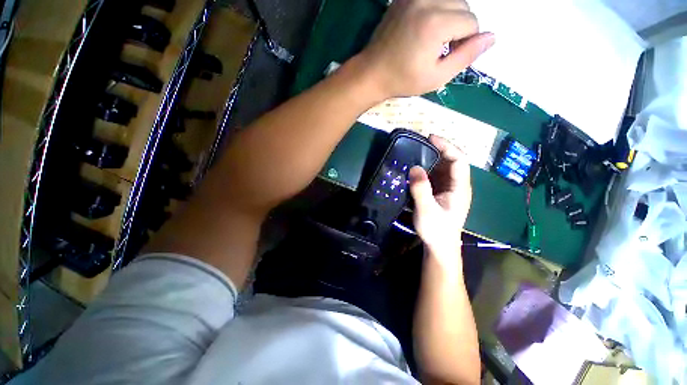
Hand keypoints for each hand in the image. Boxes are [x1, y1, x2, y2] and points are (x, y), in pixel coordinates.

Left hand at [359, 0, 493, 97]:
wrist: (372, 73)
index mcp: (436, 24)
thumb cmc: (403, 80)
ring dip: (450, 16)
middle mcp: (427, 1)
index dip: (465, 42)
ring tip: (433, 38)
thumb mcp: (436, 77)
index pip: (472, 23)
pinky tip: (425, 25)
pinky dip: (436, 9)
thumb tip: (492, 37)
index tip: (447, 56)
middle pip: (464, 6)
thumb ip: (466, 56)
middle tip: (439, 48)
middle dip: (459, 28)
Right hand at [409, 135, 471, 258]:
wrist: (439, 246)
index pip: (459, 160)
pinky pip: (435, 176)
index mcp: (460, 188)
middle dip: (437, 150)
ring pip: (442, 168)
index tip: (430, 138)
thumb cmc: (436, 230)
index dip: (447, 146)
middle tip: (418, 144)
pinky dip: (426, 170)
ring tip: (415, 154)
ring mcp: (449, 189)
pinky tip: (415, 169)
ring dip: (430, 159)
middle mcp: (457, 185)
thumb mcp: (426, 210)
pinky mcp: (441, 193)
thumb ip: (421, 189)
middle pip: (451, 161)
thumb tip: (414, 168)